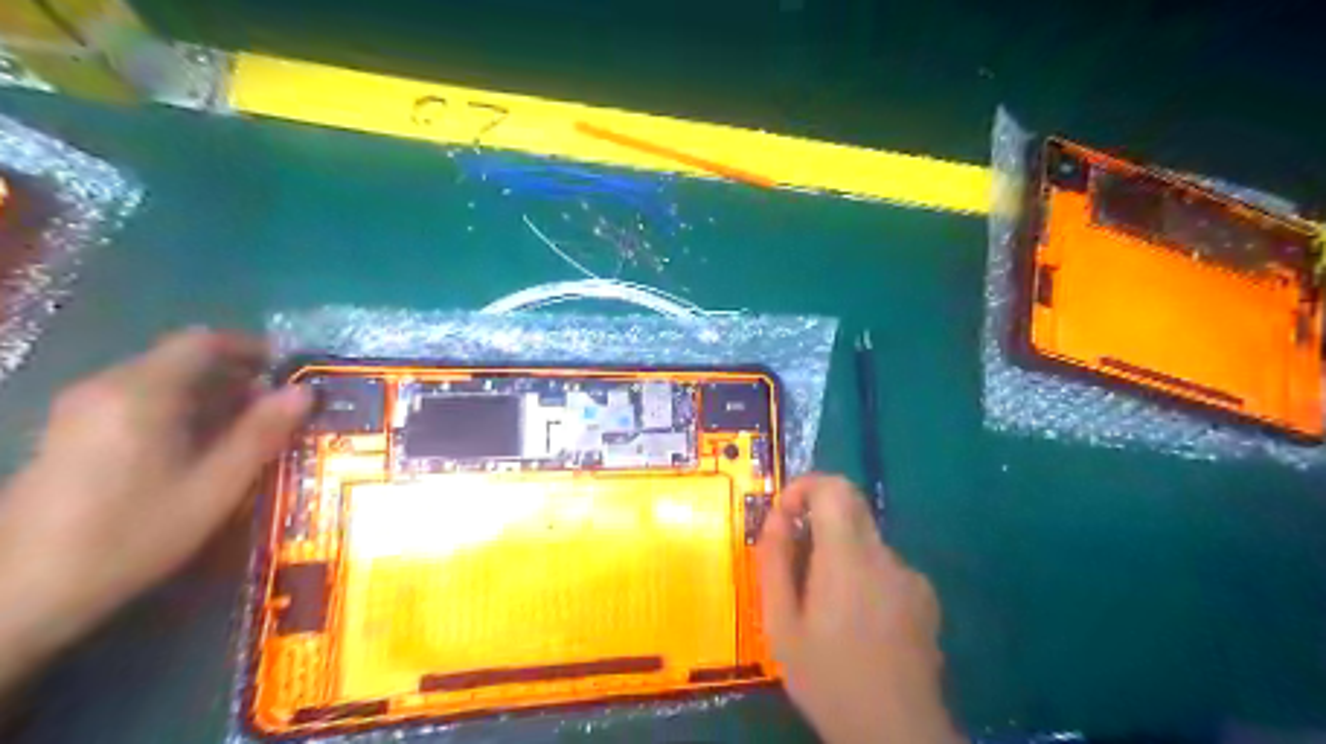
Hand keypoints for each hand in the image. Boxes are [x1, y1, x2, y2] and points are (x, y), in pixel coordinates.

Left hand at [0, 327, 310, 694]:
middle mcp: (106, 387)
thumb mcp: (214, 487)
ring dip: (210, 393)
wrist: (19, 593)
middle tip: (280, 404)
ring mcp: (80, 410)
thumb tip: (305, 391)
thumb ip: (261, 433)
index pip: (203, 342)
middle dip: (235, 374)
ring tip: (250, 427)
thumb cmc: (131, 535)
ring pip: (159, 380)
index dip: (251, 347)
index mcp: (142, 392)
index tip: (290, 369)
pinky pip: (138, 400)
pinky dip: (180, 408)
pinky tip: (200, 446)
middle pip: (180, 359)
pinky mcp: (70, 433)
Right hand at [757, 473, 963, 743]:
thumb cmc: (828, 679)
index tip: (785, 517)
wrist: (897, 734)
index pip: (834, 487)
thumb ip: (775, 562)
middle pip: (851, 507)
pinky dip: (865, 577)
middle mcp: (885, 556)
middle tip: (797, 562)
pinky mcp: (926, 598)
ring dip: (840, 555)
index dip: (805, 488)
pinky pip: (886, 568)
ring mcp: (911, 577)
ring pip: (866, 541)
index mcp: (847, 558)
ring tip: (826, 609)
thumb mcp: (781, 625)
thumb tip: (776, 518)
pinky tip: (859, 624)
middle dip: (817, 519)